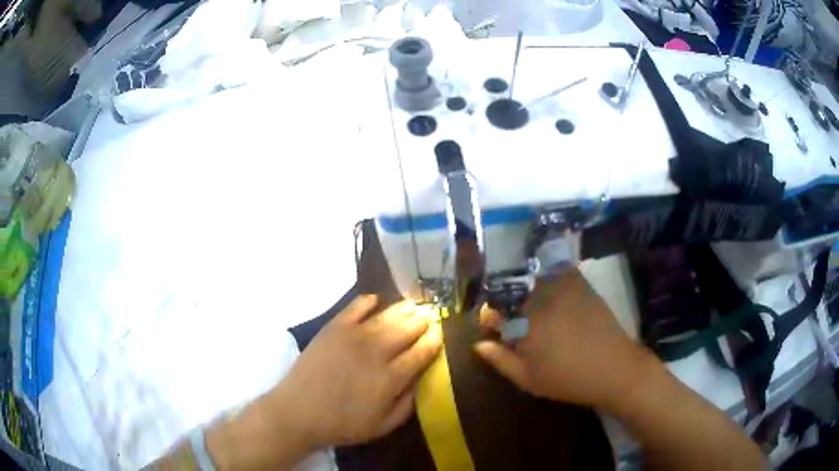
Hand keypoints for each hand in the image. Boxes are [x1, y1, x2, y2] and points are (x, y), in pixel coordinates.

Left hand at [271, 295, 441, 448]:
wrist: (298, 411)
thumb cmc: (342, 424)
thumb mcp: (382, 426)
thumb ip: (408, 404)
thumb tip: (422, 381)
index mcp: (391, 378)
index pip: (421, 352)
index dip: (434, 341)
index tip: (440, 334)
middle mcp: (377, 352)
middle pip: (408, 329)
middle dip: (423, 322)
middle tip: (429, 318)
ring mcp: (354, 336)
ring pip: (387, 315)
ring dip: (404, 309)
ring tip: (413, 305)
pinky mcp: (334, 327)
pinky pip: (356, 307)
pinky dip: (368, 301)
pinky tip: (376, 300)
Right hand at [474, 268, 655, 411]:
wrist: (614, 369)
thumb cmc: (568, 379)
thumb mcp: (529, 379)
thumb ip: (501, 360)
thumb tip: (478, 344)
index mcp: (526, 323)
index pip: (496, 310)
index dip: (490, 315)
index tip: (491, 323)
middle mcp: (543, 300)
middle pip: (514, 290)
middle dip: (507, 301)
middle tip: (512, 317)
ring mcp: (564, 289)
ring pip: (534, 277)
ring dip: (526, 284)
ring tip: (528, 301)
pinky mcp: (582, 285)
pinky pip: (559, 270)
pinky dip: (550, 272)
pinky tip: (550, 286)